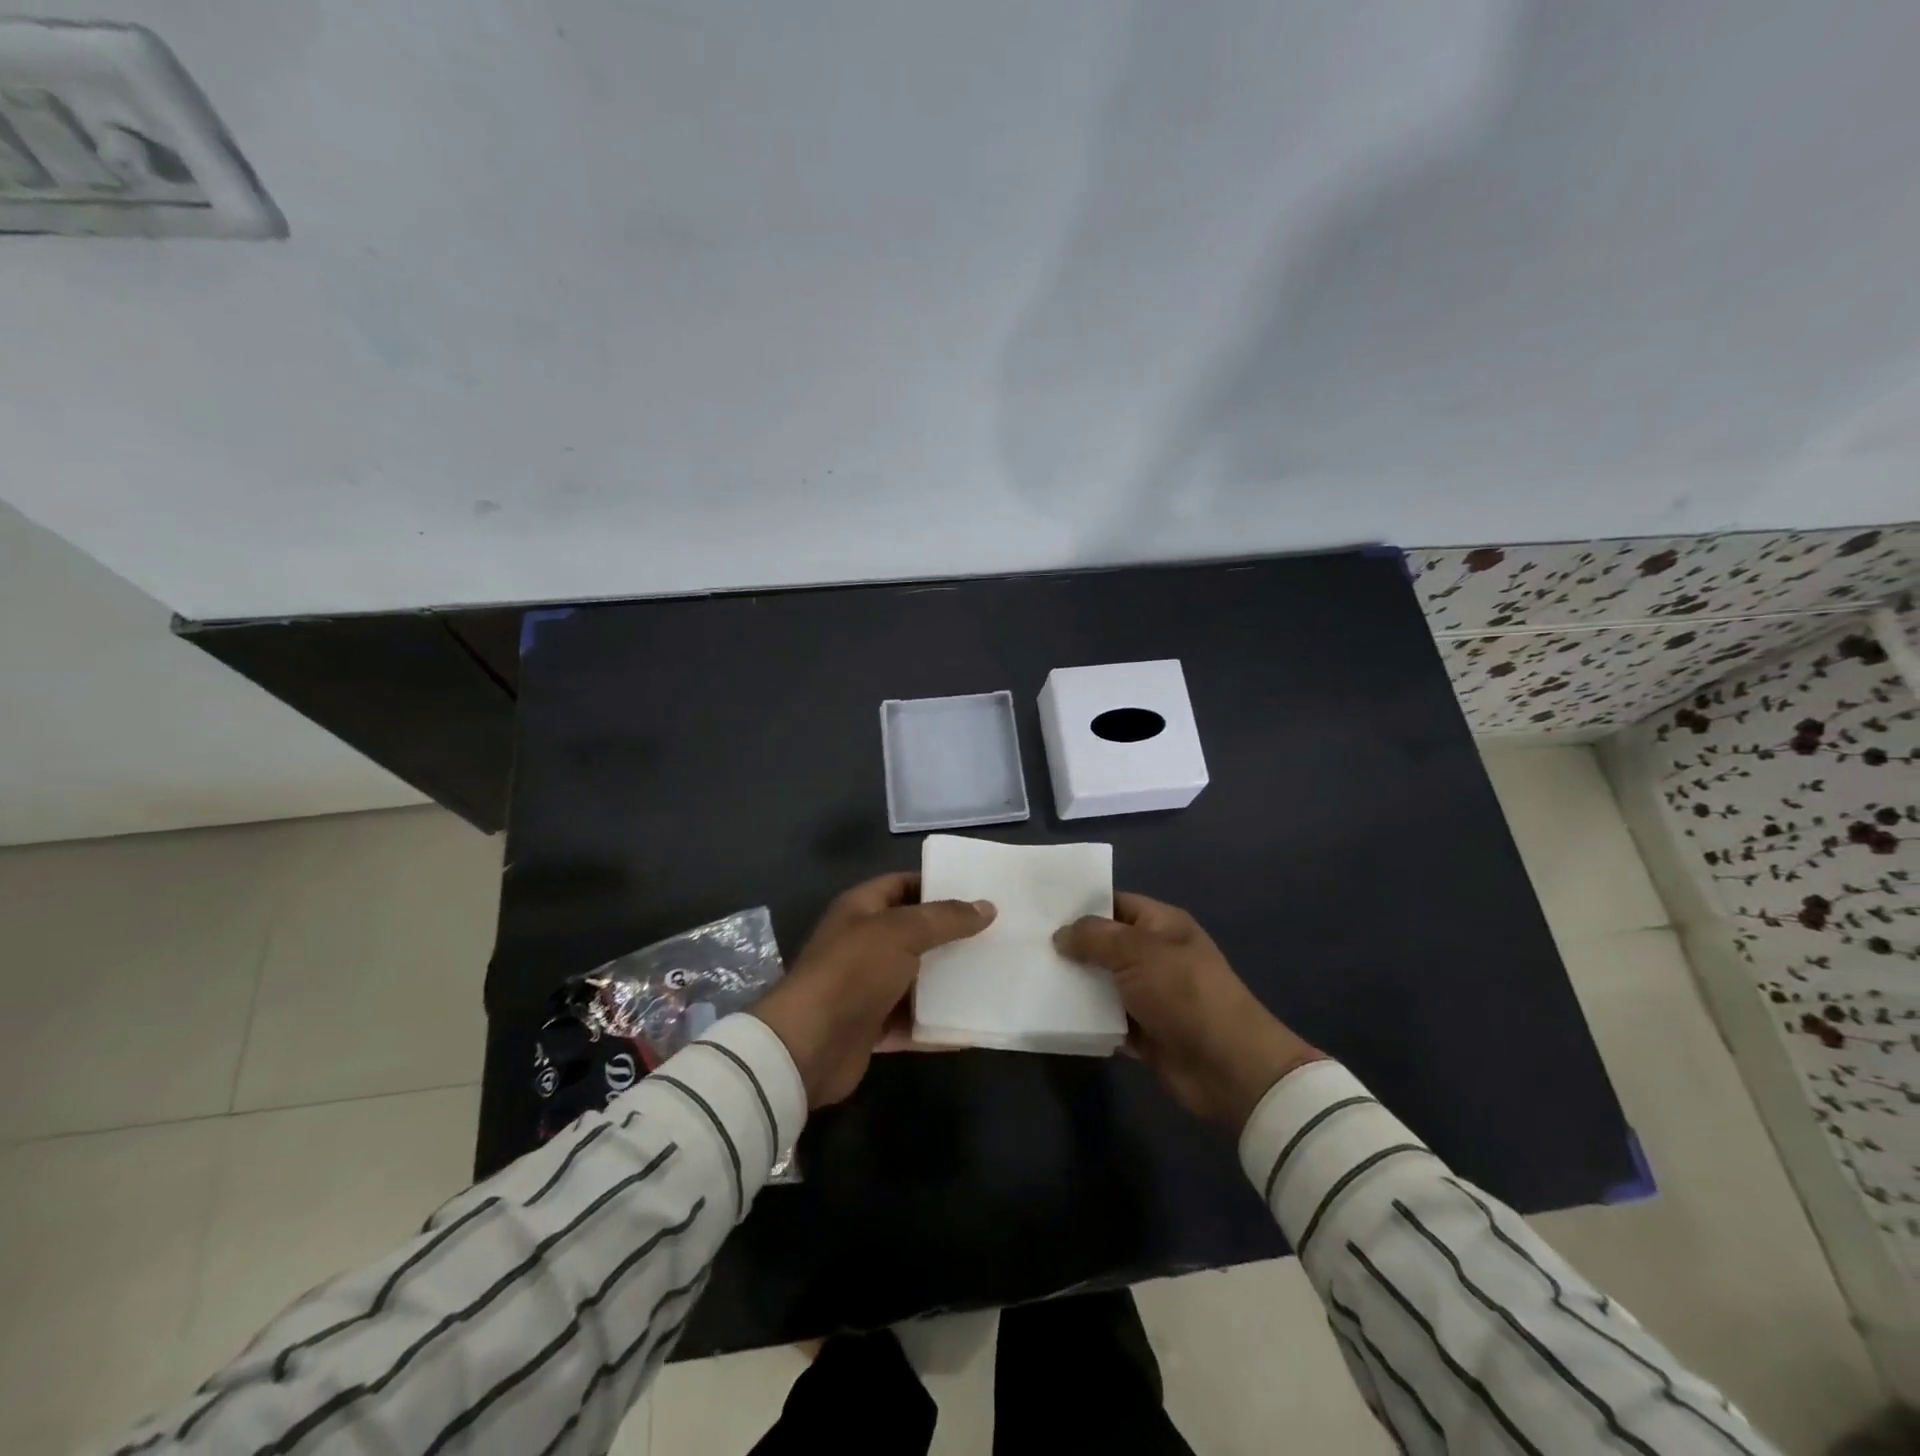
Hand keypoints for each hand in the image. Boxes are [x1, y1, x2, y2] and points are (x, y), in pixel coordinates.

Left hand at [752, 873, 995, 1106]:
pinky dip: (940, 1024)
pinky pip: (915, 1022)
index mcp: (861, 909)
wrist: (808, 1045)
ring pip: (917, 979)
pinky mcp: (874, 1027)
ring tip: (995, 976)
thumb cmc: (853, 972)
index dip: (937, 885)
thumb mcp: (902, 932)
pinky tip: (976, 1025)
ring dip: (950, 981)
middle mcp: (864, 944)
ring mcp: (868, 987)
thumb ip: (945, 918)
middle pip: (915, 933)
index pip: (903, 884)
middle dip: (952, 935)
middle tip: (997, 935)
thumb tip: (988, 907)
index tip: (978, 892)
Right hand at [1055, 893, 1322, 1129]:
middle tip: (1025, 945)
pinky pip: (1106, 1018)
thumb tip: (1060, 934)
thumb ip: (1095, 938)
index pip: (1115, 903)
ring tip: (1030, 978)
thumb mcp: (1138, 952)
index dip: (1080, 905)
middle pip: (1105, 944)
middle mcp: (1155, 955)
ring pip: (1102, 983)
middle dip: (1070, 947)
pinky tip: (1051, 1014)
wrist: (1228, 1066)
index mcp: (1161, 925)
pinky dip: (1086, 1019)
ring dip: (1075, 985)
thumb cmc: (1184, 993)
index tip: (1040, 910)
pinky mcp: (1144, 1031)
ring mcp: (1150, 995)